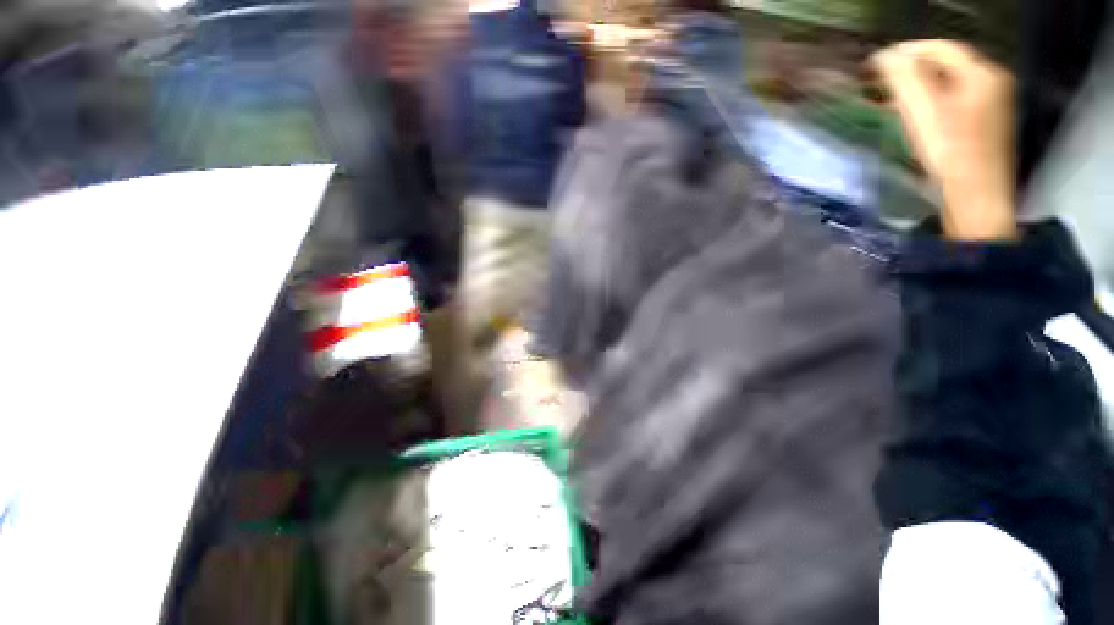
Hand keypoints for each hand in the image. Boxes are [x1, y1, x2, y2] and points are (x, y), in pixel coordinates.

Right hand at [871, 40, 1017, 240]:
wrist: (976, 198)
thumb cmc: (950, 153)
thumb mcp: (923, 112)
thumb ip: (904, 78)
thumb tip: (885, 56)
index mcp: (981, 74)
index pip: (942, 48)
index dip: (909, 51)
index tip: (878, 62)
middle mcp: (992, 83)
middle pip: (948, 65)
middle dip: (912, 70)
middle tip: (881, 81)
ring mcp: (992, 105)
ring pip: (950, 84)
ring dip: (920, 87)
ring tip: (890, 99)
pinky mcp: (985, 126)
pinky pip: (955, 101)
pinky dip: (932, 102)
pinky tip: (914, 115)